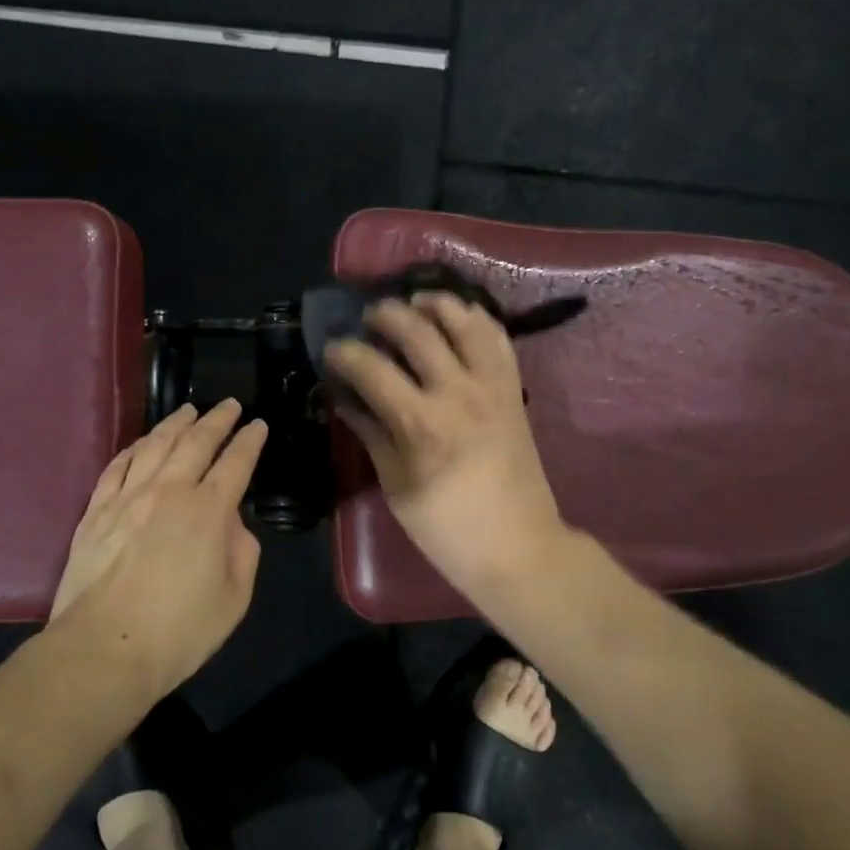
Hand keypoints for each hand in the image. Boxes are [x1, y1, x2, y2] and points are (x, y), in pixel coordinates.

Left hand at [49, 399, 268, 693]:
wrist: (104, 649)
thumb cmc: (179, 631)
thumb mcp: (234, 598)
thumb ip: (241, 552)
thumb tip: (231, 524)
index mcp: (208, 511)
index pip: (236, 462)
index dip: (250, 440)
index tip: (258, 425)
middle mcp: (169, 491)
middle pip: (196, 442)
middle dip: (216, 420)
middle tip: (229, 405)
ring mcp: (127, 497)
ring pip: (154, 445)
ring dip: (174, 424)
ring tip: (187, 410)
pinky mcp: (95, 511)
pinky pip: (117, 466)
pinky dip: (133, 448)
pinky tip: (141, 443)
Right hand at [325, 293, 566, 605]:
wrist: (519, 546)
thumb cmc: (447, 528)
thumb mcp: (396, 487)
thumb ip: (371, 434)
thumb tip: (344, 398)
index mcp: (420, 423)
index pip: (371, 368)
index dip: (344, 353)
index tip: (331, 351)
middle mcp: (457, 392)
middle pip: (415, 329)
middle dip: (384, 315)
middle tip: (368, 321)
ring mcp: (491, 386)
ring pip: (462, 320)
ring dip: (433, 303)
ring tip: (412, 304)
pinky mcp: (513, 388)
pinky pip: (496, 337)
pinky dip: (475, 318)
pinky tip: (456, 317)